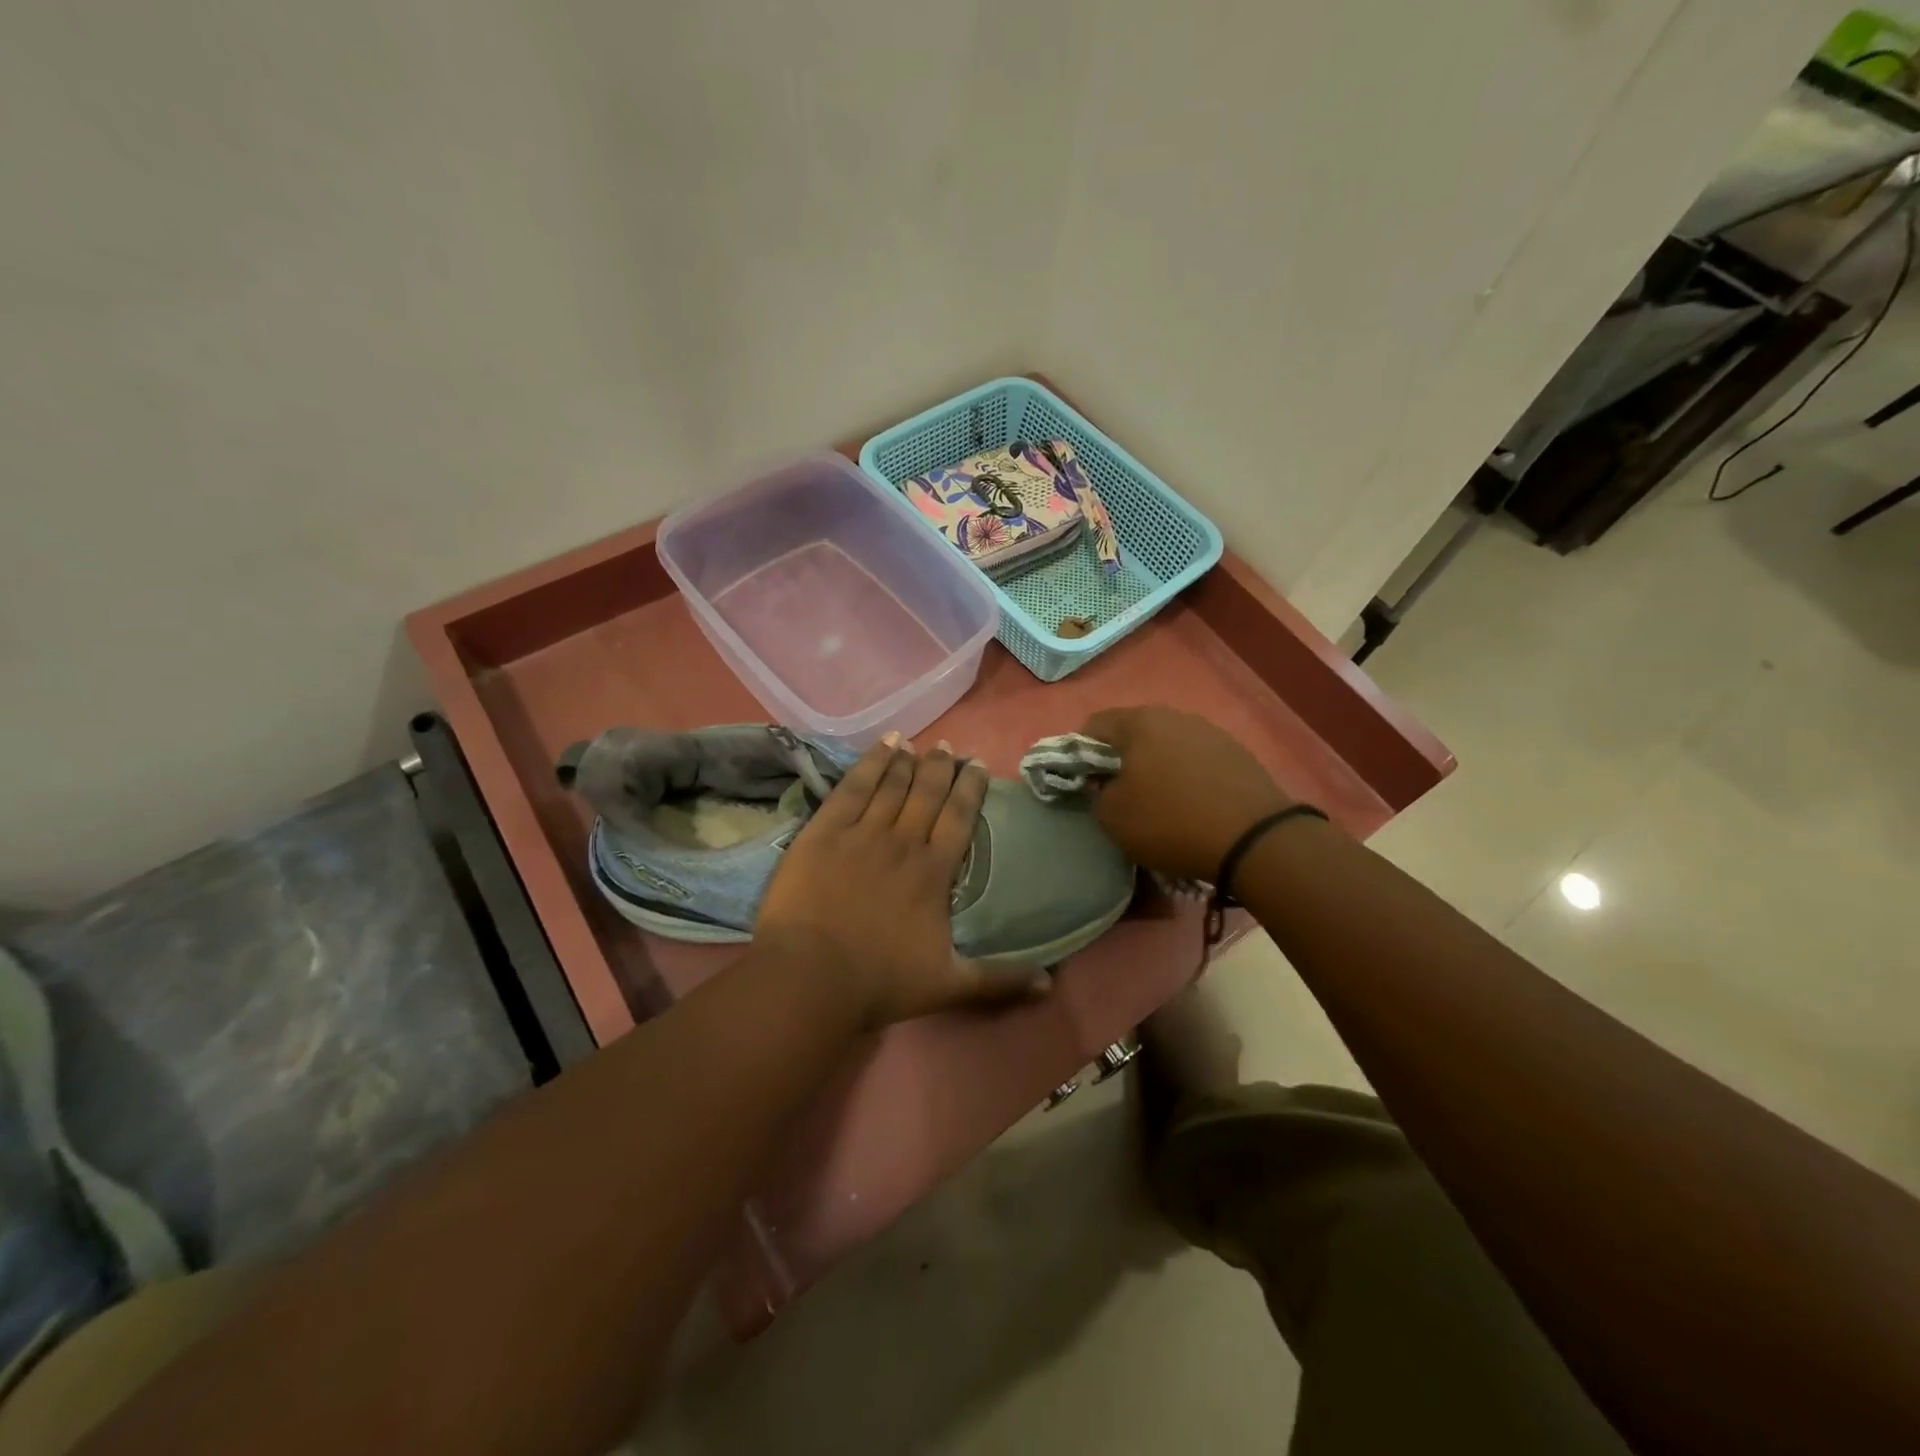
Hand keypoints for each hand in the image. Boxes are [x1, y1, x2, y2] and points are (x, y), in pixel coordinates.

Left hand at [756, 735, 1049, 1028]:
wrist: (811, 976)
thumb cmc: (880, 981)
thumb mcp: (948, 985)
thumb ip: (998, 980)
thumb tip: (1049, 985)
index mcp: (934, 871)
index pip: (959, 817)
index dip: (970, 787)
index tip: (977, 764)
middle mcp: (903, 842)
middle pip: (927, 793)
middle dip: (940, 767)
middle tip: (948, 747)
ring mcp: (861, 833)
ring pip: (891, 785)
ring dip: (906, 761)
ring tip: (915, 742)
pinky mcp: (824, 831)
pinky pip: (852, 788)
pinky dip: (869, 764)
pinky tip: (881, 746)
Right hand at [1081, 707, 1290, 881]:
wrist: (1254, 839)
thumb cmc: (1170, 821)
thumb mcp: (1112, 817)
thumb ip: (1095, 794)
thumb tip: (1103, 784)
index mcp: (1139, 722)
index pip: (1093, 726)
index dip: (1079, 754)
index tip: (1082, 783)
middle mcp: (1175, 716)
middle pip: (1133, 732)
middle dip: (1120, 760)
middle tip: (1116, 793)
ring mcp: (1210, 732)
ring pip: (1167, 745)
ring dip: (1155, 767)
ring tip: (1156, 801)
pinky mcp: (1237, 754)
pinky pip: (1196, 760)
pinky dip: (1185, 776)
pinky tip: (1190, 804)